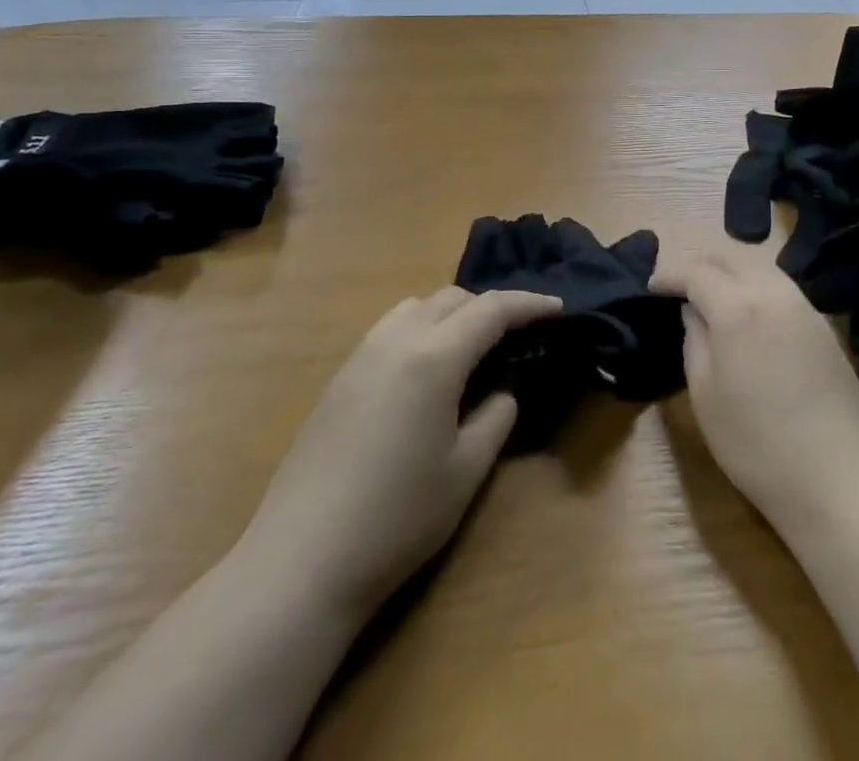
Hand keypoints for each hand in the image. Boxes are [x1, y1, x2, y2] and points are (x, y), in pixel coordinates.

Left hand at [238, 287, 561, 617]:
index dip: (529, 303)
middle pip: (452, 298)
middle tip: (517, 335)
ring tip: (470, 347)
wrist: (301, 561)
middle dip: (490, 306)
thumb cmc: (396, 519)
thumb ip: (495, 418)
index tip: (558, 307)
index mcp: (434, 358)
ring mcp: (361, 355)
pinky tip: (425, 369)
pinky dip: (420, 328)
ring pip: (416, 306)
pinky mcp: (339, 377)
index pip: (491, 309)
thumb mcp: (465, 472)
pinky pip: (389, 328)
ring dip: (451, 313)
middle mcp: (396, 340)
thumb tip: (502, 391)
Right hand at [651, 256, 858, 533]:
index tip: (652, 288)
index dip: (670, 275)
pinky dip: (758, 287)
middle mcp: (773, 293)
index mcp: (737, 307)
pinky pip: (783, 288)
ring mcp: (804, 307)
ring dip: (732, 272)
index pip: (696, 272)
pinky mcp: (824, 326)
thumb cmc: (757, 445)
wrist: (839, 480)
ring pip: (761, 267)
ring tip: (713, 296)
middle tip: (680, 285)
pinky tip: (751, 314)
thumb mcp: (705, 396)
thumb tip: (693, 311)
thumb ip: (694, 340)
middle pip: (731, 257)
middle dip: (701, 265)